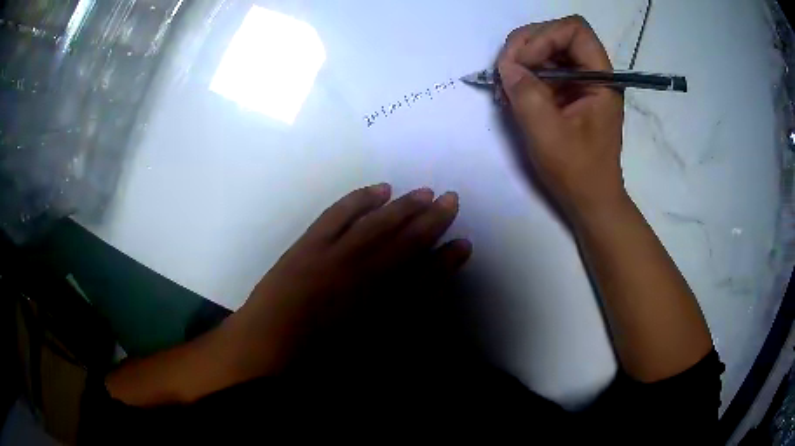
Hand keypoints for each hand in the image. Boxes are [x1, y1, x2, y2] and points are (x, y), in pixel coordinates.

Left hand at [225, 184, 471, 377]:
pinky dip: (360, 199)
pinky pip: (339, 214)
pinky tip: (378, 190)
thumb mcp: (369, 356)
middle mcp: (362, 275)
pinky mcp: (310, 244)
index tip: (464, 244)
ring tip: (424, 192)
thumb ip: (397, 330)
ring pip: (377, 224)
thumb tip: (423, 305)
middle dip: (432, 220)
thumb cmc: (318, 361)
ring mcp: (334, 255)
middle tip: (451, 199)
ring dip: (403, 206)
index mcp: (378, 308)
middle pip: (405, 241)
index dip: (447, 261)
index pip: (425, 278)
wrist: (266, 347)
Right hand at [497, 16, 625, 219]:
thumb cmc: (578, 171)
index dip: (544, 36)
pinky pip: (542, 68)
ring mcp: (579, 82)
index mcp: (601, 79)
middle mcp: (592, 73)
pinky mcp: (568, 92)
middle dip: (526, 45)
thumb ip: (525, 93)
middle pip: (556, 34)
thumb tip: (505, 65)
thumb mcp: (548, 134)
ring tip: (505, 83)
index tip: (523, 63)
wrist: (590, 199)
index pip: (574, 30)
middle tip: (504, 70)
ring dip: (521, 59)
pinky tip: (512, 91)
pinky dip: (524, 74)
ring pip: (546, 48)